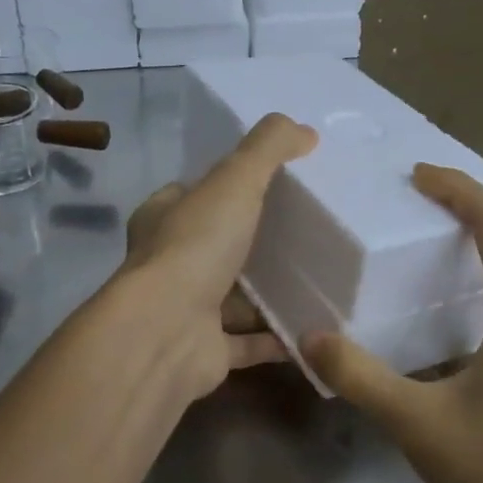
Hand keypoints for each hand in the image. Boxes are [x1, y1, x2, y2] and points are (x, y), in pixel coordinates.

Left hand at [117, 113, 317, 405]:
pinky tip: (314, 330)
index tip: (268, 184)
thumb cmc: (194, 247)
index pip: (191, 194)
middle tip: (304, 233)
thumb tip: (306, 130)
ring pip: (232, 297)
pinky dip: (277, 337)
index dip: (224, 187)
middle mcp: (168, 264)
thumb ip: (268, 149)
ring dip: (268, 293)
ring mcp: (185, 310)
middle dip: (253, 242)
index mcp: (163, 219)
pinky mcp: (205, 352)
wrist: (165, 333)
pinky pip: (248, 343)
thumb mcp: (234, 181)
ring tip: (318, 279)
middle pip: (215, 246)